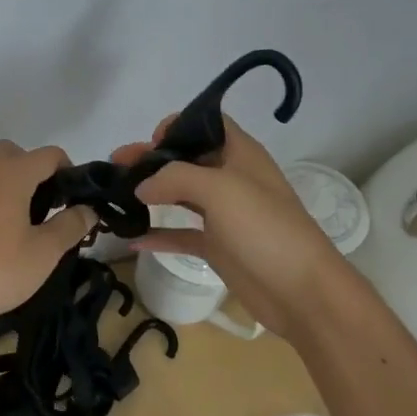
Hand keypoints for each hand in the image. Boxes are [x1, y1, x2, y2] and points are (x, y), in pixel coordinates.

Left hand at [0, 141, 96, 339]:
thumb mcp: (45, 252)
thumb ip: (71, 225)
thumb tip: (88, 209)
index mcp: (10, 174)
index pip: (49, 155)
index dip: (69, 172)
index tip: (76, 201)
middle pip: (14, 153)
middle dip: (35, 171)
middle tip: (48, 206)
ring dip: (12, 185)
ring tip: (27, 223)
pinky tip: (1, 235)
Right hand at [111, 115, 346, 342]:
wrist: (301, 291)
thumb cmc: (264, 228)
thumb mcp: (220, 189)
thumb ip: (175, 178)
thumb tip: (141, 186)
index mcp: (240, 154)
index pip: (207, 124)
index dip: (177, 126)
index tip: (150, 143)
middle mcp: (231, 178)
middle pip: (186, 159)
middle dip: (151, 160)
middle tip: (115, 166)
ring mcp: (224, 214)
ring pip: (180, 195)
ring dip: (150, 193)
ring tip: (114, 195)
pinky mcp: (218, 247)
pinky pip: (181, 234)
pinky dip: (158, 235)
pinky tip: (131, 238)